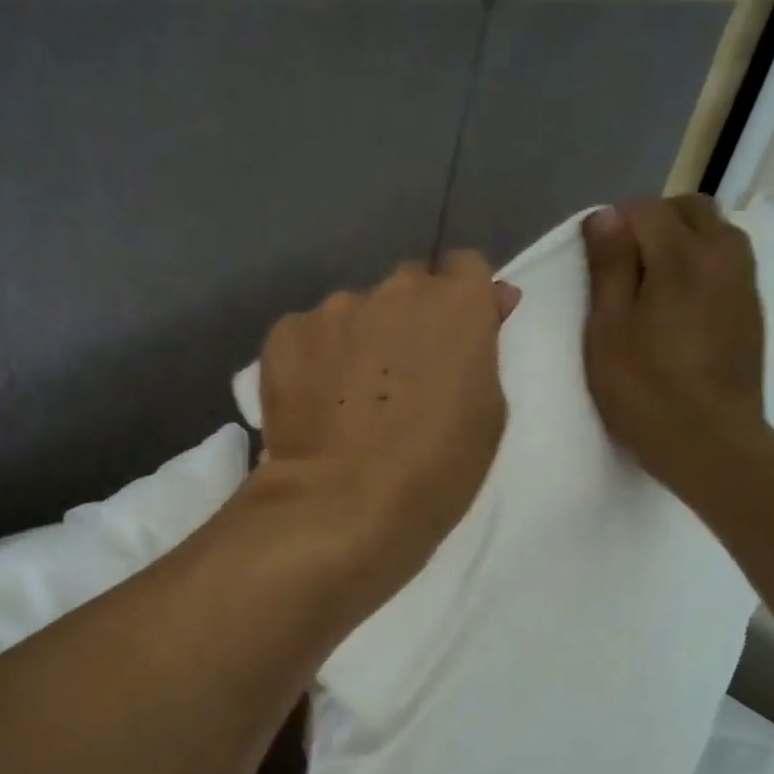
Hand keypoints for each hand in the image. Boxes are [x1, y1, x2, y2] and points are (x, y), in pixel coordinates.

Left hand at [255, 251, 520, 603]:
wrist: (345, 505)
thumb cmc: (437, 470)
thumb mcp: (487, 412)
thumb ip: (484, 347)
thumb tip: (489, 301)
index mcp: (456, 303)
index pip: (464, 269)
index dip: (461, 301)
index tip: (454, 338)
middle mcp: (394, 290)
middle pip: (405, 289)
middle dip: (407, 320)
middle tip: (399, 377)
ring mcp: (334, 310)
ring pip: (352, 314)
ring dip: (357, 341)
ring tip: (347, 399)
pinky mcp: (285, 336)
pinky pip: (308, 337)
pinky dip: (314, 361)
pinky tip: (313, 403)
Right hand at [582, 195, 771, 500]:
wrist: (710, 443)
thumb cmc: (645, 390)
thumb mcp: (608, 330)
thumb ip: (608, 268)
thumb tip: (605, 216)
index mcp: (681, 257)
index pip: (645, 209)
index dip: (614, 225)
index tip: (595, 262)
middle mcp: (722, 255)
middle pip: (689, 208)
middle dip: (653, 222)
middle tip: (622, 267)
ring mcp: (743, 282)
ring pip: (714, 231)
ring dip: (681, 240)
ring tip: (650, 284)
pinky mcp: (752, 309)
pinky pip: (727, 261)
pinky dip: (701, 264)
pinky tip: (679, 306)